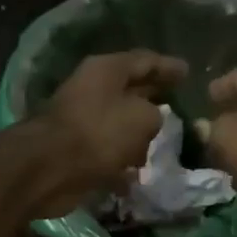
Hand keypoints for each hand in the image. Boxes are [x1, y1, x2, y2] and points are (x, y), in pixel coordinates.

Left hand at [26, 50, 188, 217]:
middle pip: (130, 93)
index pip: (144, 61)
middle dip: (153, 101)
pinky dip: (120, 164)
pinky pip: (106, 155)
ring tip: (162, 147)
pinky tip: (137, 176)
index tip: (188, 73)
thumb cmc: (99, 133)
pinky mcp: (75, 152)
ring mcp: (82, 122)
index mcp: (106, 70)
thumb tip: (151, 121)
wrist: (48, 168)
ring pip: (118, 126)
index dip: (168, 66)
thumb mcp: (143, 118)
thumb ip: (156, 114)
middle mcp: (92, 91)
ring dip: (137, 137)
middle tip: (178, 107)